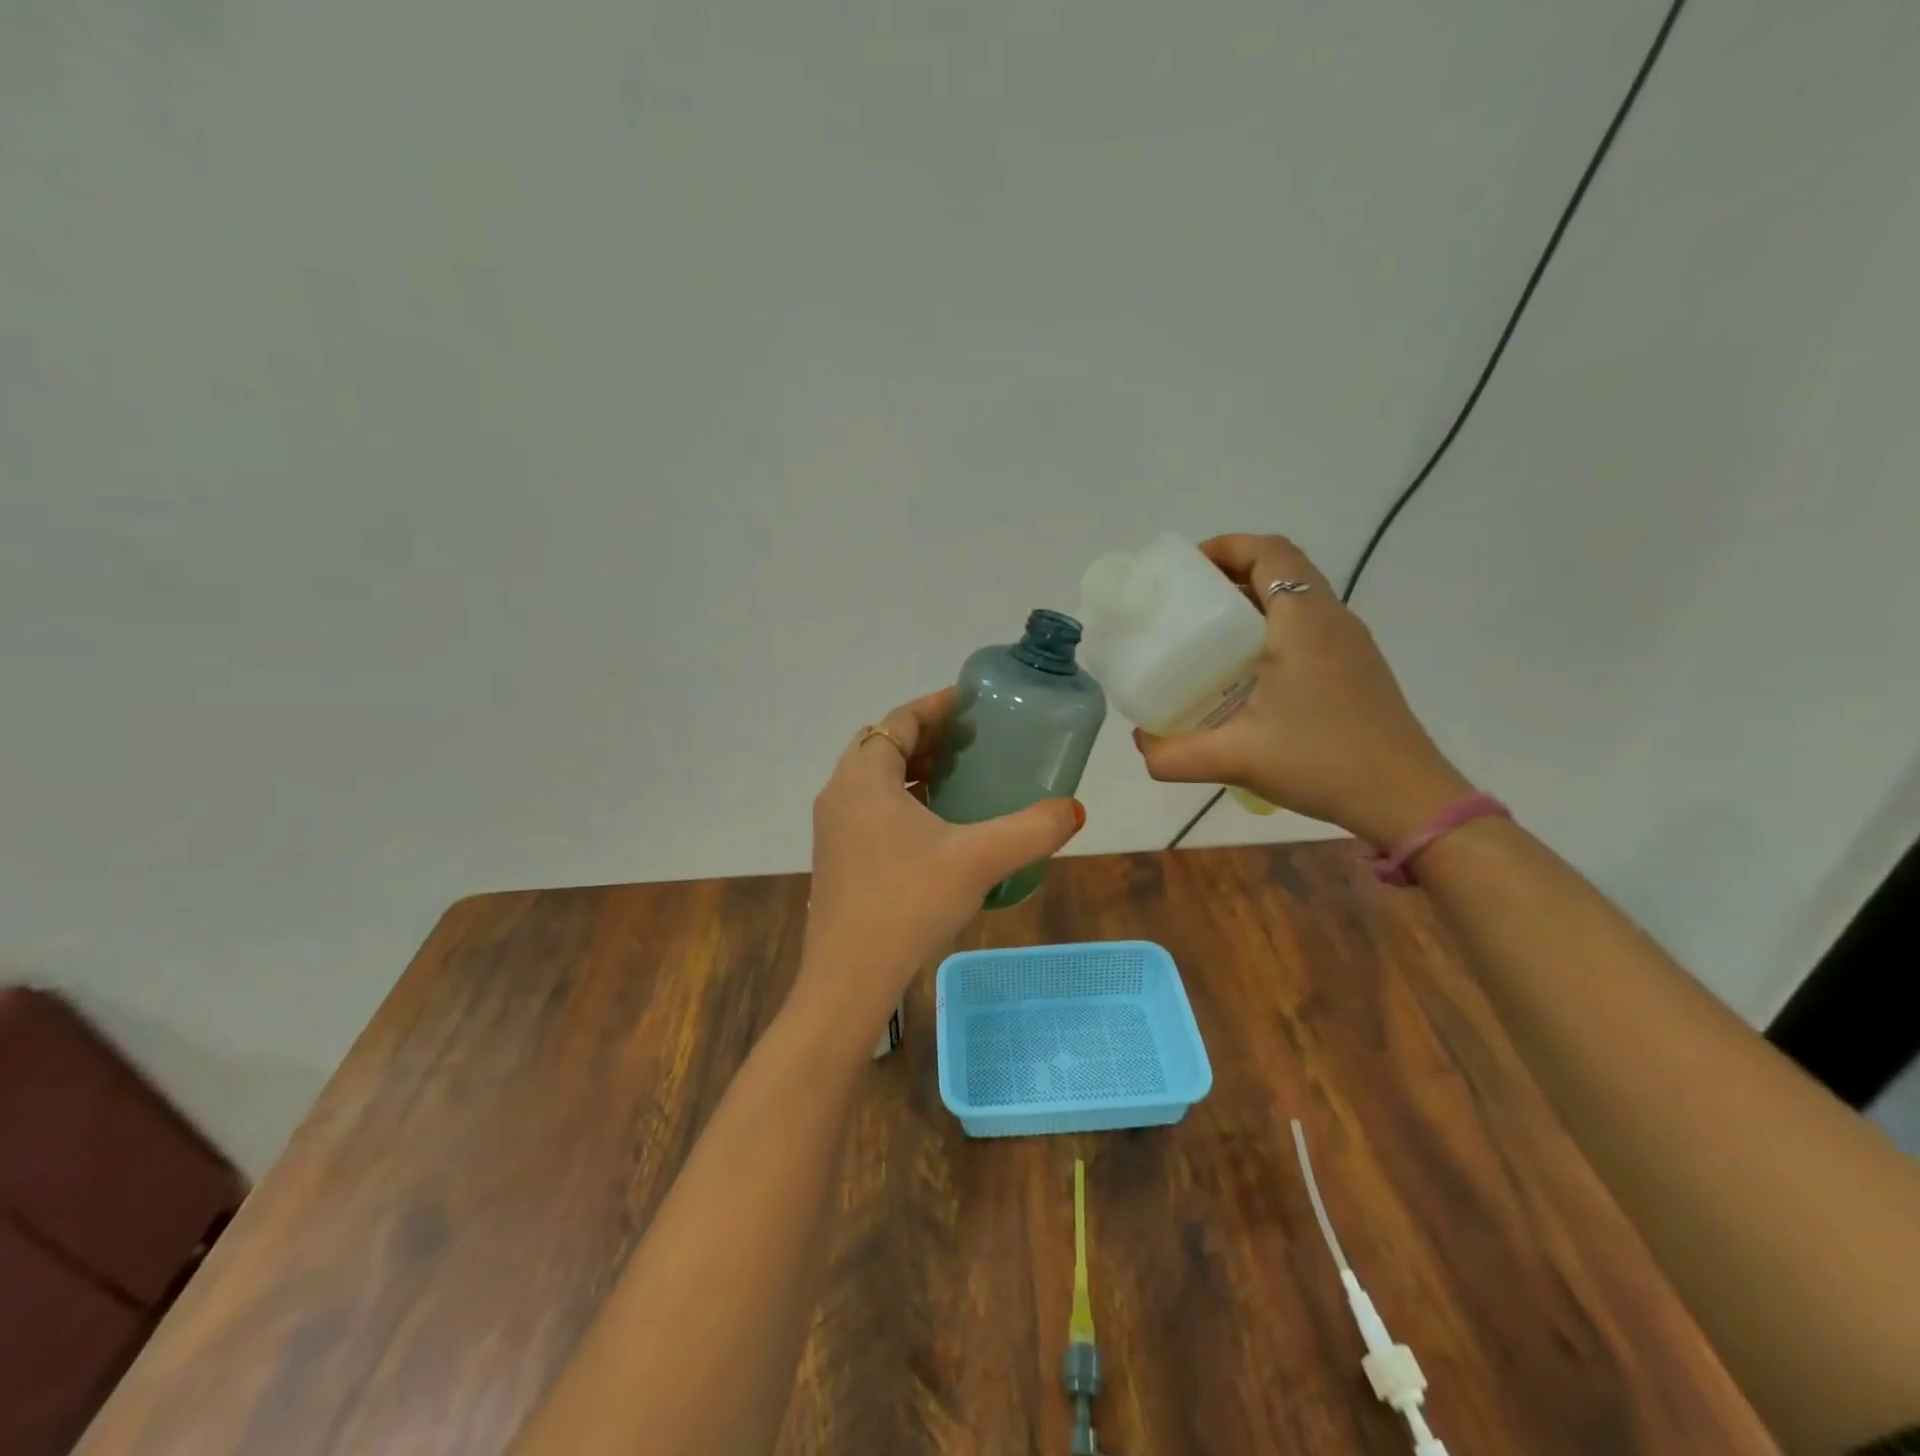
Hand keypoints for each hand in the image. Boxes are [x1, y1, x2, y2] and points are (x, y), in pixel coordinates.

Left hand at [798, 688, 1084, 1032]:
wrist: (849, 978)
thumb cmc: (908, 903)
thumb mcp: (979, 860)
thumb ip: (1031, 830)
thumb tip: (1074, 810)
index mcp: (865, 777)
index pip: (901, 720)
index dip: (938, 706)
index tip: (975, 703)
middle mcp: (840, 792)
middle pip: (886, 745)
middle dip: (930, 737)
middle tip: (976, 741)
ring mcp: (833, 828)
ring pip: (876, 780)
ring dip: (915, 771)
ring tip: (962, 778)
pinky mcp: (837, 857)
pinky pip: (871, 809)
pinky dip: (903, 802)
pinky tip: (939, 828)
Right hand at [1132, 534, 1471, 846]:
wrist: (1405, 798)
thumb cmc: (1321, 762)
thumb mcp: (1236, 759)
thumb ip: (1175, 754)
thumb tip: (1141, 745)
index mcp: (1304, 622)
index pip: (1270, 553)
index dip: (1227, 546)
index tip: (1186, 568)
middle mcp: (1331, 620)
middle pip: (1282, 569)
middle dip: (1232, 573)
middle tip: (1187, 600)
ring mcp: (1350, 644)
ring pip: (1298, 599)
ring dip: (1254, 601)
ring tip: (1209, 633)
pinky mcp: (1356, 668)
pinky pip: (1309, 626)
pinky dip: (1273, 628)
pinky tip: (1247, 673)